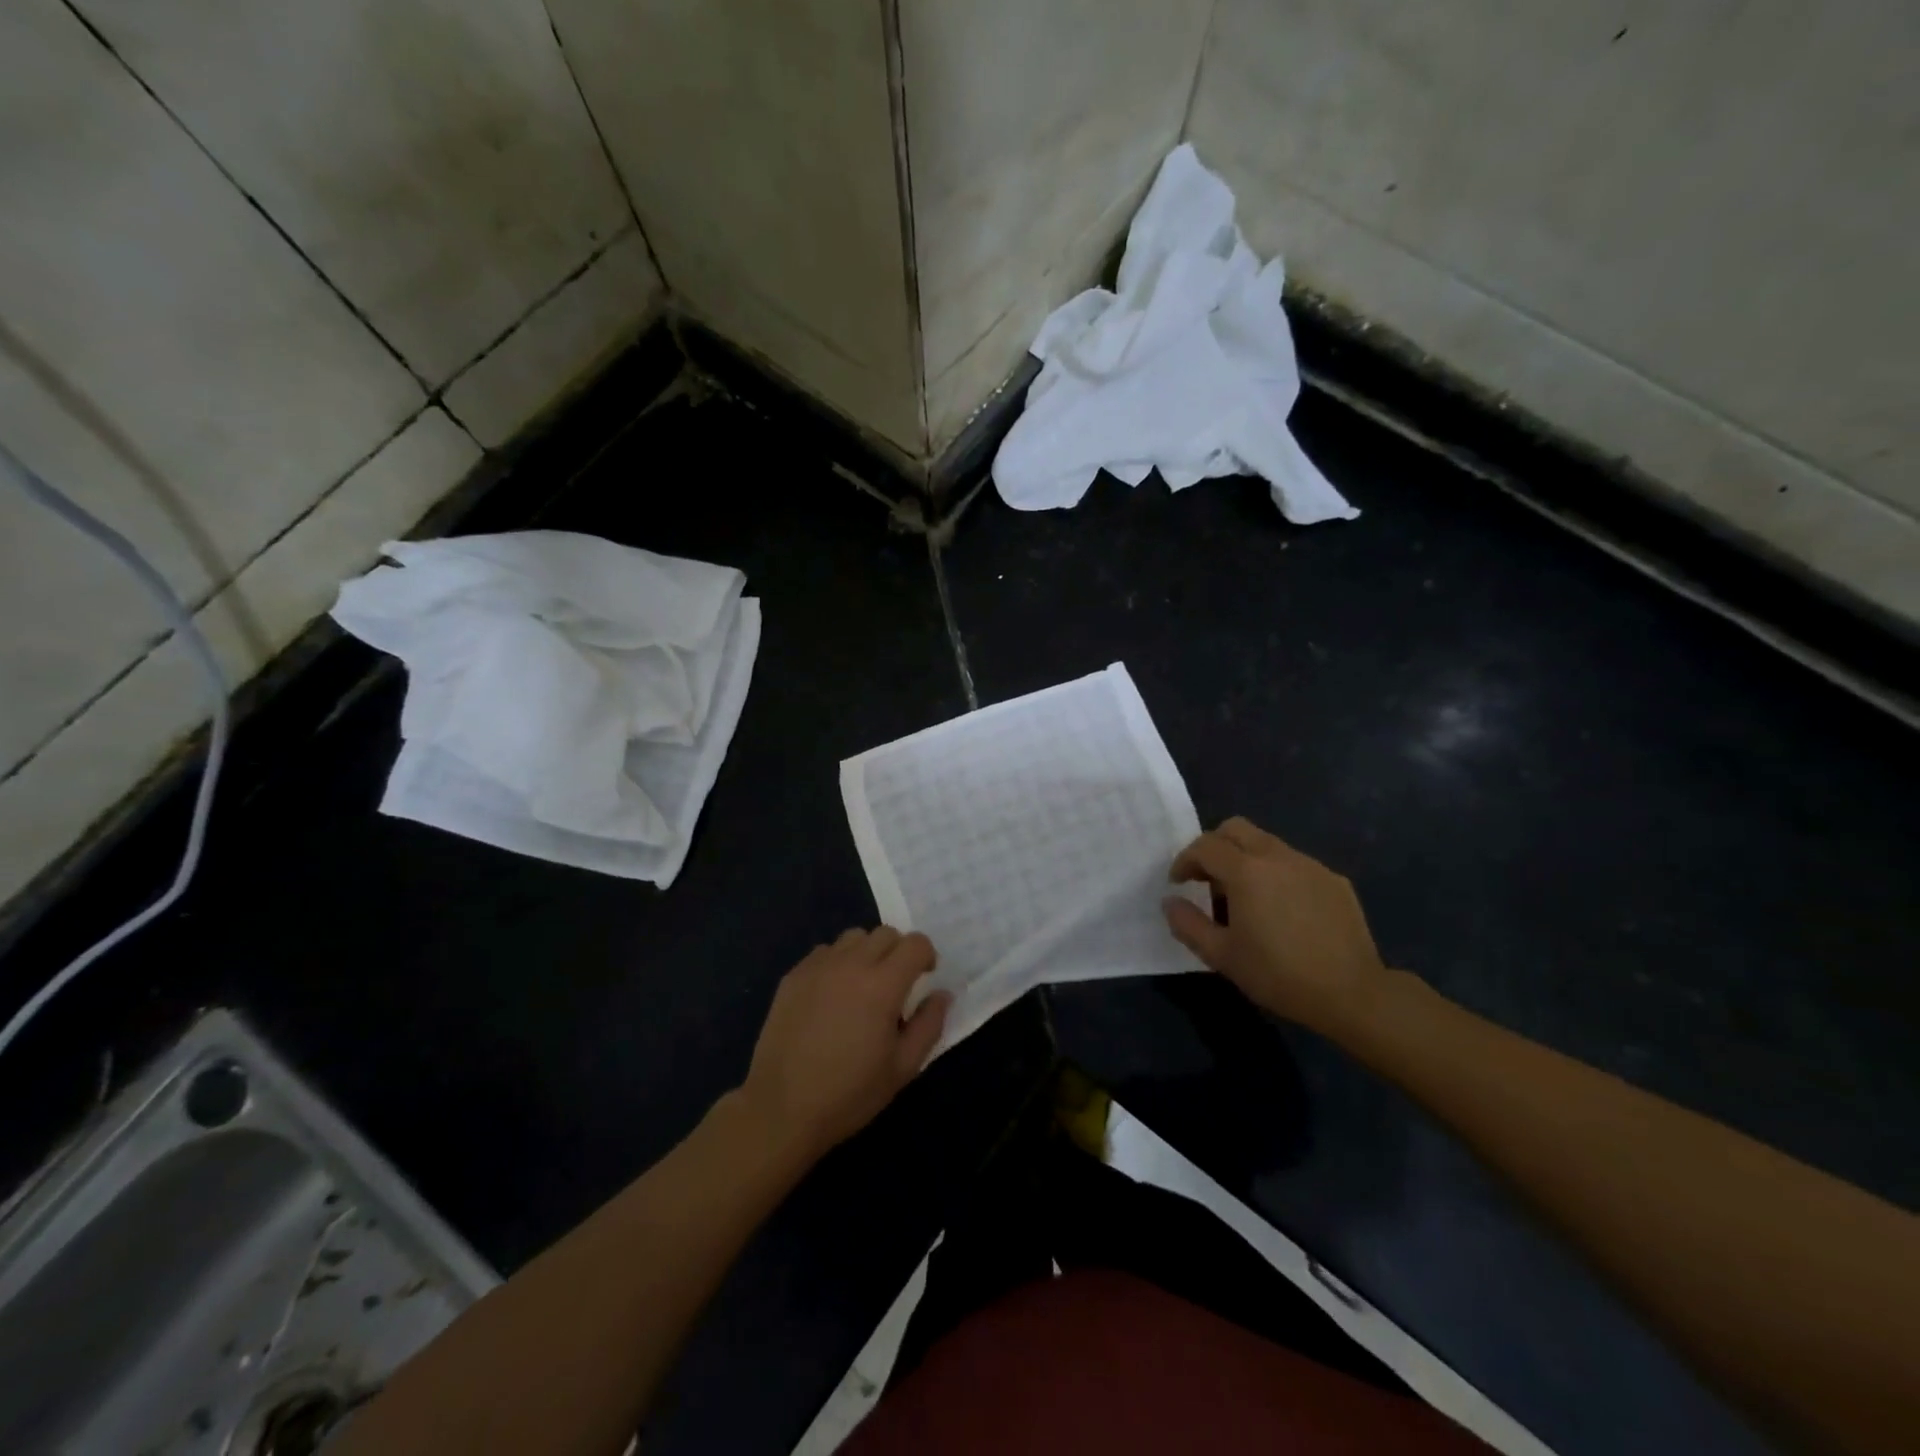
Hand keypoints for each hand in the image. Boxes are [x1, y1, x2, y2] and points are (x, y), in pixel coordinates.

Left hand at [738, 928, 949, 1162]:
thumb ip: (929, 1025)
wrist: (781, 1108)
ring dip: (867, 952)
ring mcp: (818, 966)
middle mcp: (851, 964)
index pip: (915, 943)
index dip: (926, 956)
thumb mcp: (903, 1068)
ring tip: (862, 986)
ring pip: (853, 937)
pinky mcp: (793, 976)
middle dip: (899, 951)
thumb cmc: (849, 1093)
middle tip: (896, 984)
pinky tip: (832, 995)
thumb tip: (942, 994)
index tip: (924, 978)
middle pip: (885, 933)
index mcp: (882, 985)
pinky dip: (837, 962)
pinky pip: (824, 952)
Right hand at [1164, 817, 1390, 1035]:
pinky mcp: (1334, 880)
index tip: (1178, 883)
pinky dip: (1277, 874)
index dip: (1185, 860)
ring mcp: (1310, 865)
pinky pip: (1295, 864)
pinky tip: (1282, 910)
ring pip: (1267, 843)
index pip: (1205, 846)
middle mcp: (1277, 856)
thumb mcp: (1221, 956)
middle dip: (1214, 846)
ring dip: (1246, 859)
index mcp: (1246, 871)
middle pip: (1236, 828)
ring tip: (1245, 897)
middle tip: (1207, 878)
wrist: (1352, 993)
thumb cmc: (1278, 974)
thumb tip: (1170, 902)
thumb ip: (1188, 924)